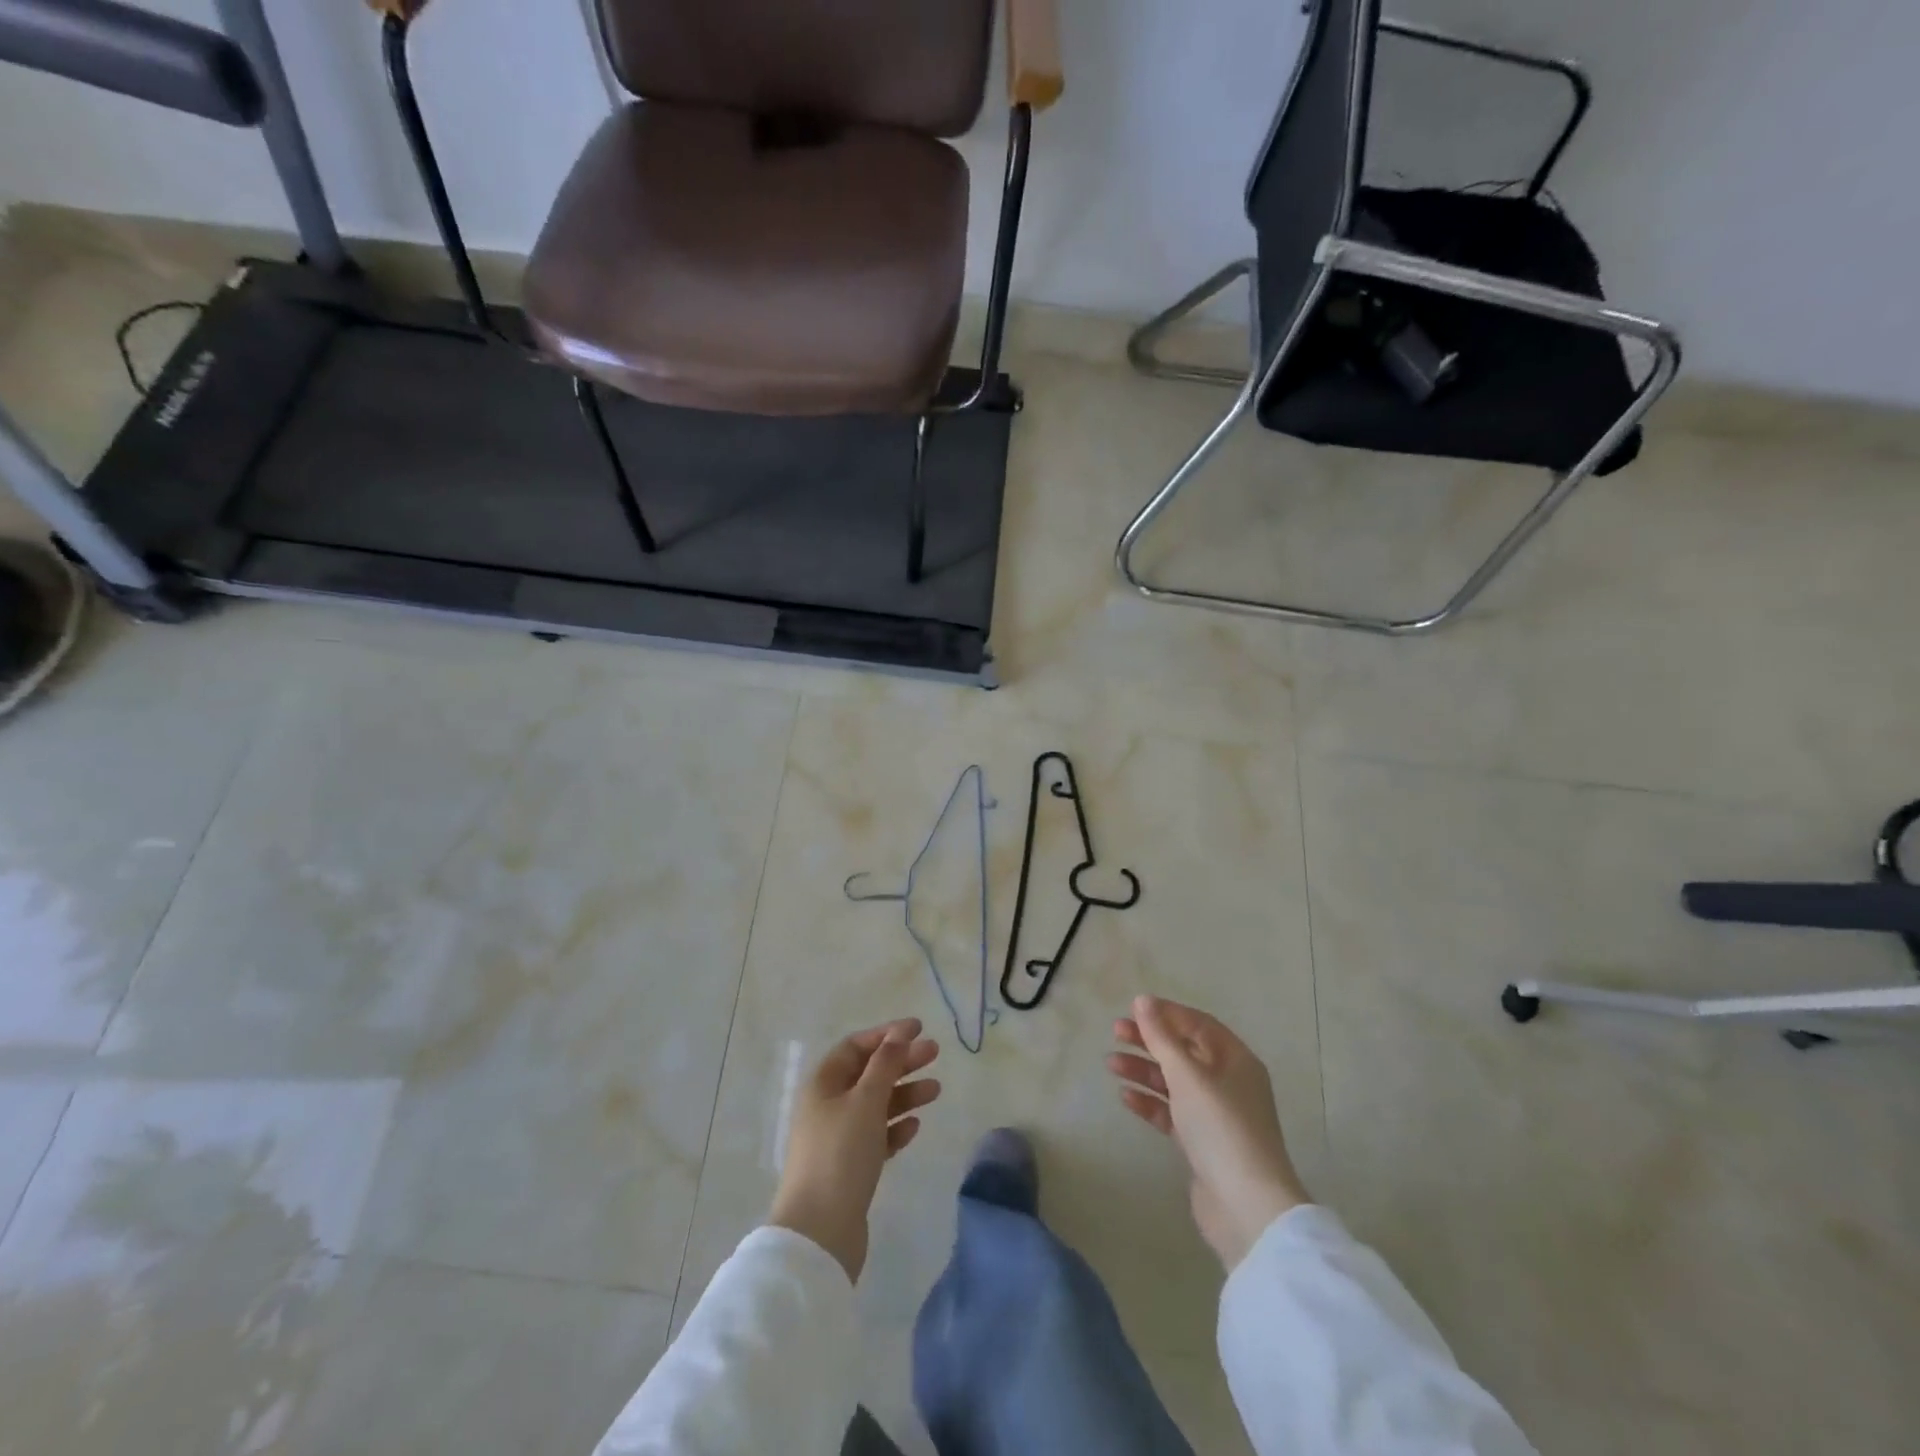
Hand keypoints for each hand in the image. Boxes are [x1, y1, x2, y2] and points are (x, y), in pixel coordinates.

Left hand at [768, 1018, 941, 1282]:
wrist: (820, 1233)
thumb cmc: (841, 1154)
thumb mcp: (866, 1101)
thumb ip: (885, 1064)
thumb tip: (898, 1033)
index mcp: (822, 1084)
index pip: (856, 1047)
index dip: (886, 1035)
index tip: (918, 1028)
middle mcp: (827, 1106)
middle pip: (868, 1073)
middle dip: (901, 1061)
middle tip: (935, 1053)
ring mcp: (837, 1138)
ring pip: (875, 1105)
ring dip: (904, 1094)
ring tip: (936, 1090)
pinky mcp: (849, 1167)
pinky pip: (876, 1136)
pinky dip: (895, 1127)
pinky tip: (915, 1126)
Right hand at [1109, 994, 1309, 1270]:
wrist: (1246, 1208)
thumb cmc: (1220, 1128)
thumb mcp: (1187, 1076)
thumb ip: (1162, 1037)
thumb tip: (1142, 1001)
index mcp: (1236, 1060)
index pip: (1198, 1024)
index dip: (1166, 1013)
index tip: (1133, 1009)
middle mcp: (1229, 1082)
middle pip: (1184, 1051)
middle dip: (1150, 1041)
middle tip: (1116, 1032)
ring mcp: (1216, 1114)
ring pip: (1174, 1082)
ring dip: (1144, 1070)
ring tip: (1111, 1064)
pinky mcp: (1202, 1143)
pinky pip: (1172, 1112)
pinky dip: (1150, 1102)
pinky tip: (1126, 1097)